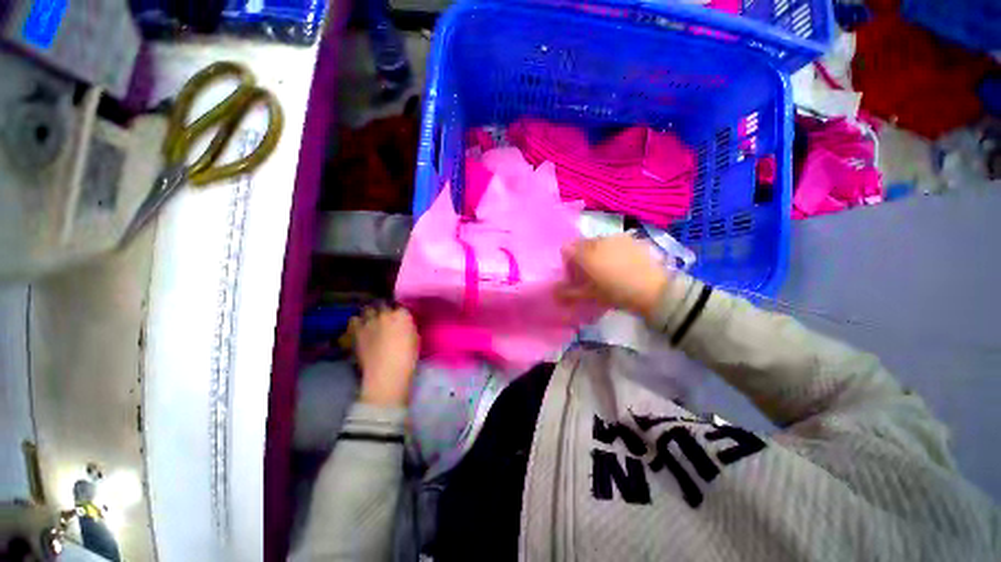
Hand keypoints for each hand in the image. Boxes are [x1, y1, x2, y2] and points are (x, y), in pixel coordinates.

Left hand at [349, 305, 419, 406]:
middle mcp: (385, 314)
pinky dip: (357, 322)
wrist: (386, 373)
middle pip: (382, 304)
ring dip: (369, 313)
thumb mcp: (415, 339)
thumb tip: (403, 325)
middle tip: (385, 317)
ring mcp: (369, 322)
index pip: (400, 306)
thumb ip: (408, 327)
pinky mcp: (356, 331)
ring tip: (370, 321)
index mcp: (403, 315)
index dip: (399, 312)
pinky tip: (359, 328)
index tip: (400, 318)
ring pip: (367, 309)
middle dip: (383, 309)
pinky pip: (354, 320)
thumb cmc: (407, 359)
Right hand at [556, 235, 670, 320]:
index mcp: (585, 253)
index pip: (566, 248)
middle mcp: (598, 240)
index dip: (567, 260)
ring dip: (597, 251)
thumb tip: (554, 292)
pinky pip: (615, 241)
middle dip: (582, 255)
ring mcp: (616, 237)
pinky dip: (614, 250)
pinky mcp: (632, 239)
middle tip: (590, 273)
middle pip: (582, 243)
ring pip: (599, 241)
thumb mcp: (590, 295)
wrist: (654, 290)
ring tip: (608, 268)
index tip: (573, 273)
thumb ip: (569, 292)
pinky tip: (623, 263)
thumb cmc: (616, 293)